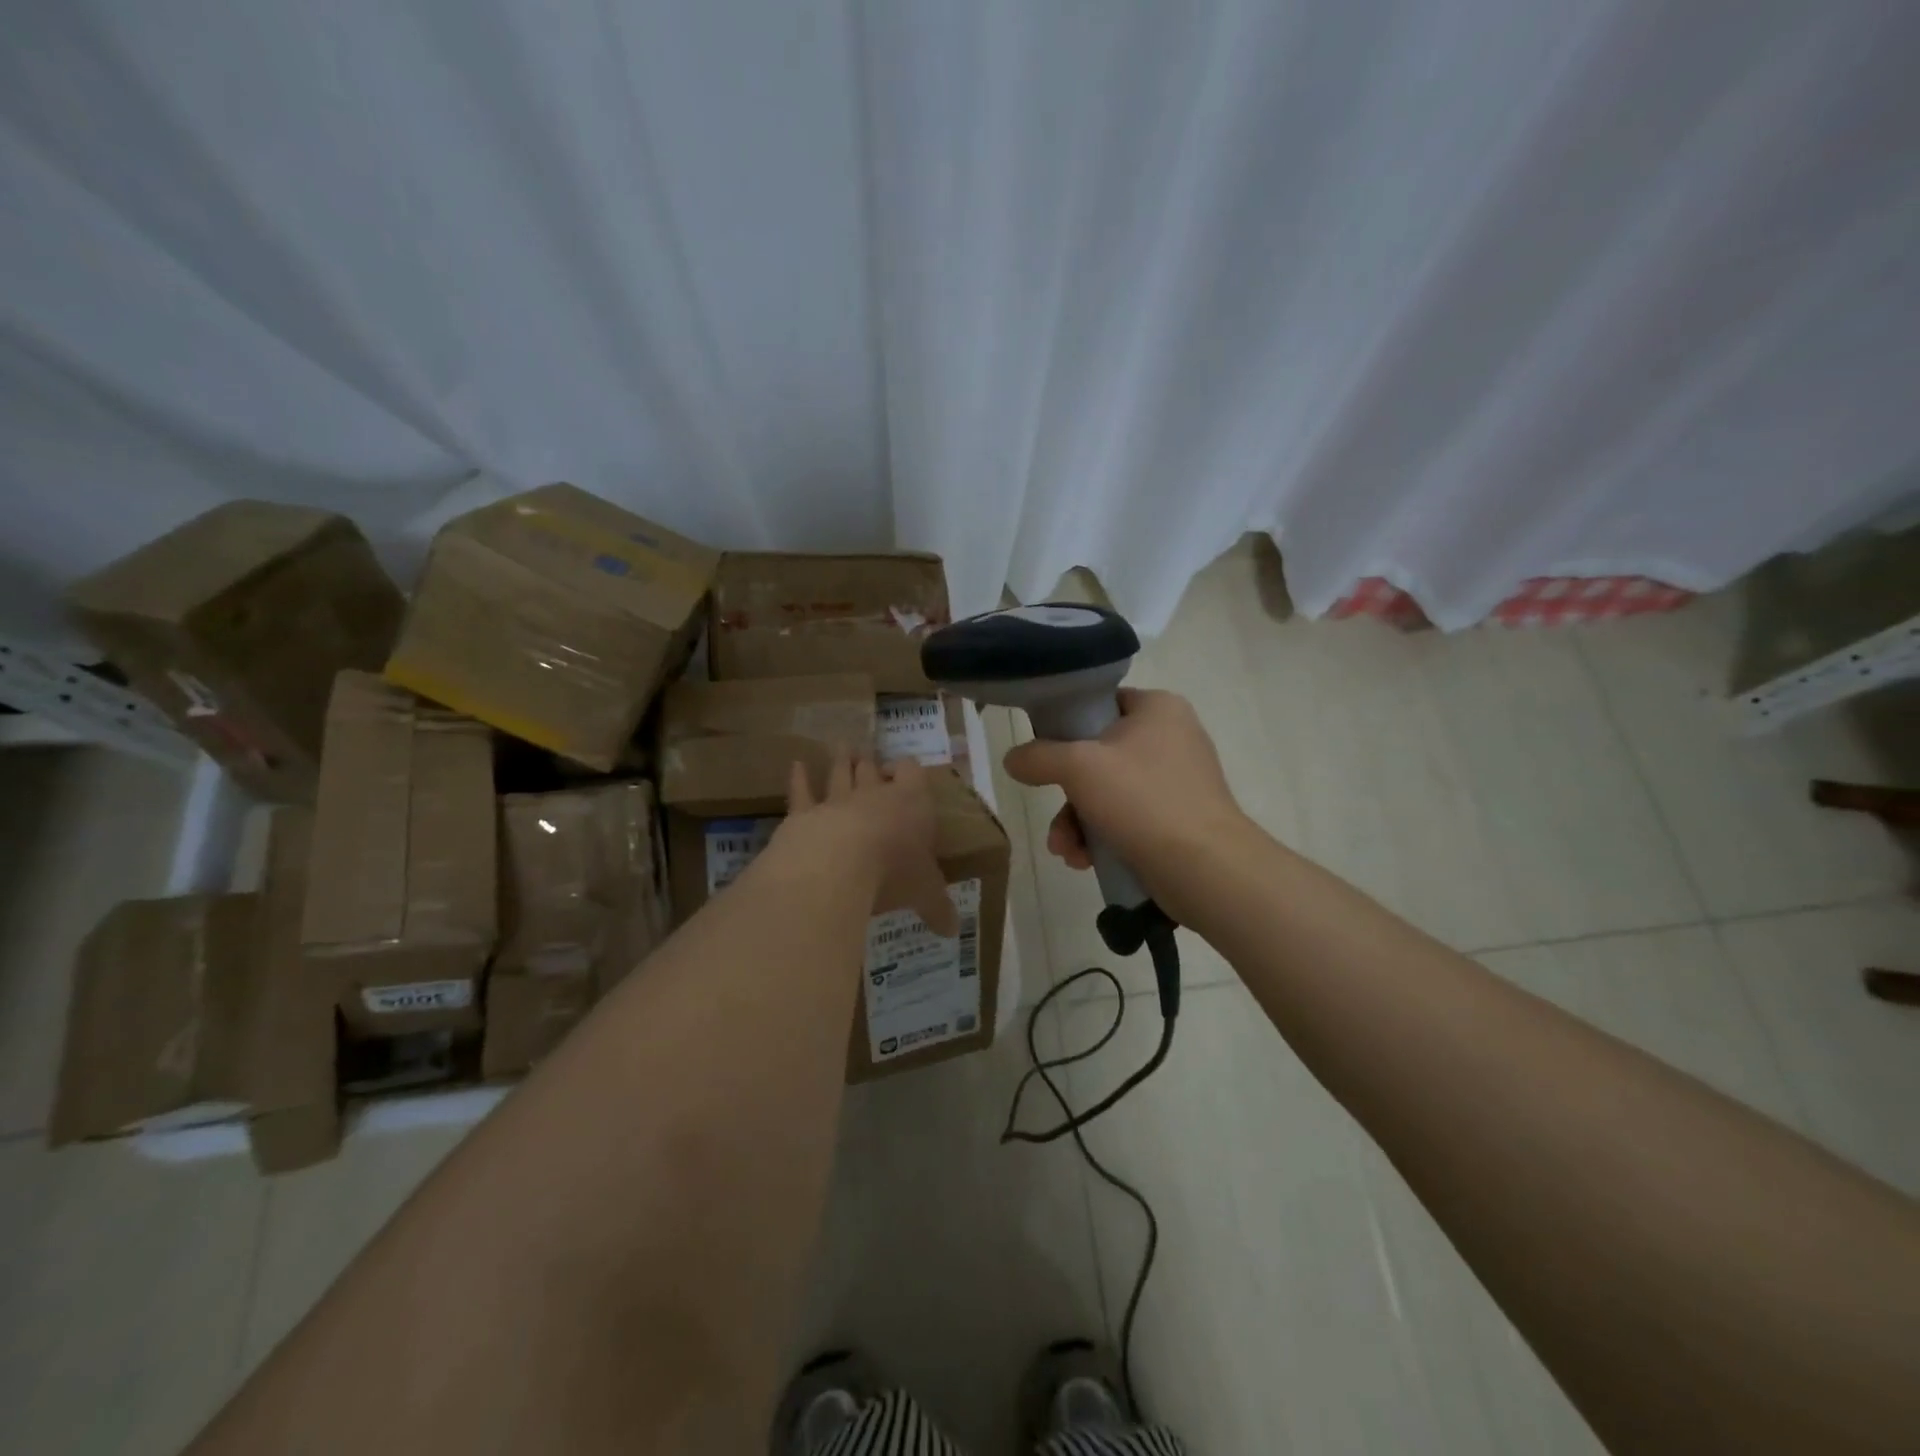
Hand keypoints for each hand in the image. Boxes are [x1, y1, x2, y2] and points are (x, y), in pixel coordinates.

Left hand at [781, 752, 959, 936]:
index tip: (904, 773)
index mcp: (911, 804)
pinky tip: (795, 765)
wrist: (839, 863)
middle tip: (867, 754)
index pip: (912, 774)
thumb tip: (953, 930)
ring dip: (841, 761)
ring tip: (842, 747)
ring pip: (839, 774)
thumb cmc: (894, 872)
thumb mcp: (925, 894)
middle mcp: (874, 796)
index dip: (908, 770)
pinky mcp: (804, 814)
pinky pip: (801, 792)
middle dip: (871, 763)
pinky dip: (798, 778)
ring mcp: (836, 801)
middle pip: (872, 770)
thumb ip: (938, 908)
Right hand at [1003, 688, 1248, 902]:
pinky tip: (1085, 861)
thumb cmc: (1143, 800)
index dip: (1067, 726)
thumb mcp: (1078, 768)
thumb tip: (1012, 758)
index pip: (1101, 703)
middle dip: (1067, 795)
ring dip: (1078, 822)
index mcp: (1158, 708)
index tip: (1044, 753)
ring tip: (1067, 851)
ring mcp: (1177, 781)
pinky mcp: (1177, 819)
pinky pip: (1127, 819)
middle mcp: (1172, 738)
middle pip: (1098, 755)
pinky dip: (1102, 836)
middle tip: (1054, 819)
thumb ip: (1039, 756)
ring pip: (1108, 792)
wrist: (1205, 868)